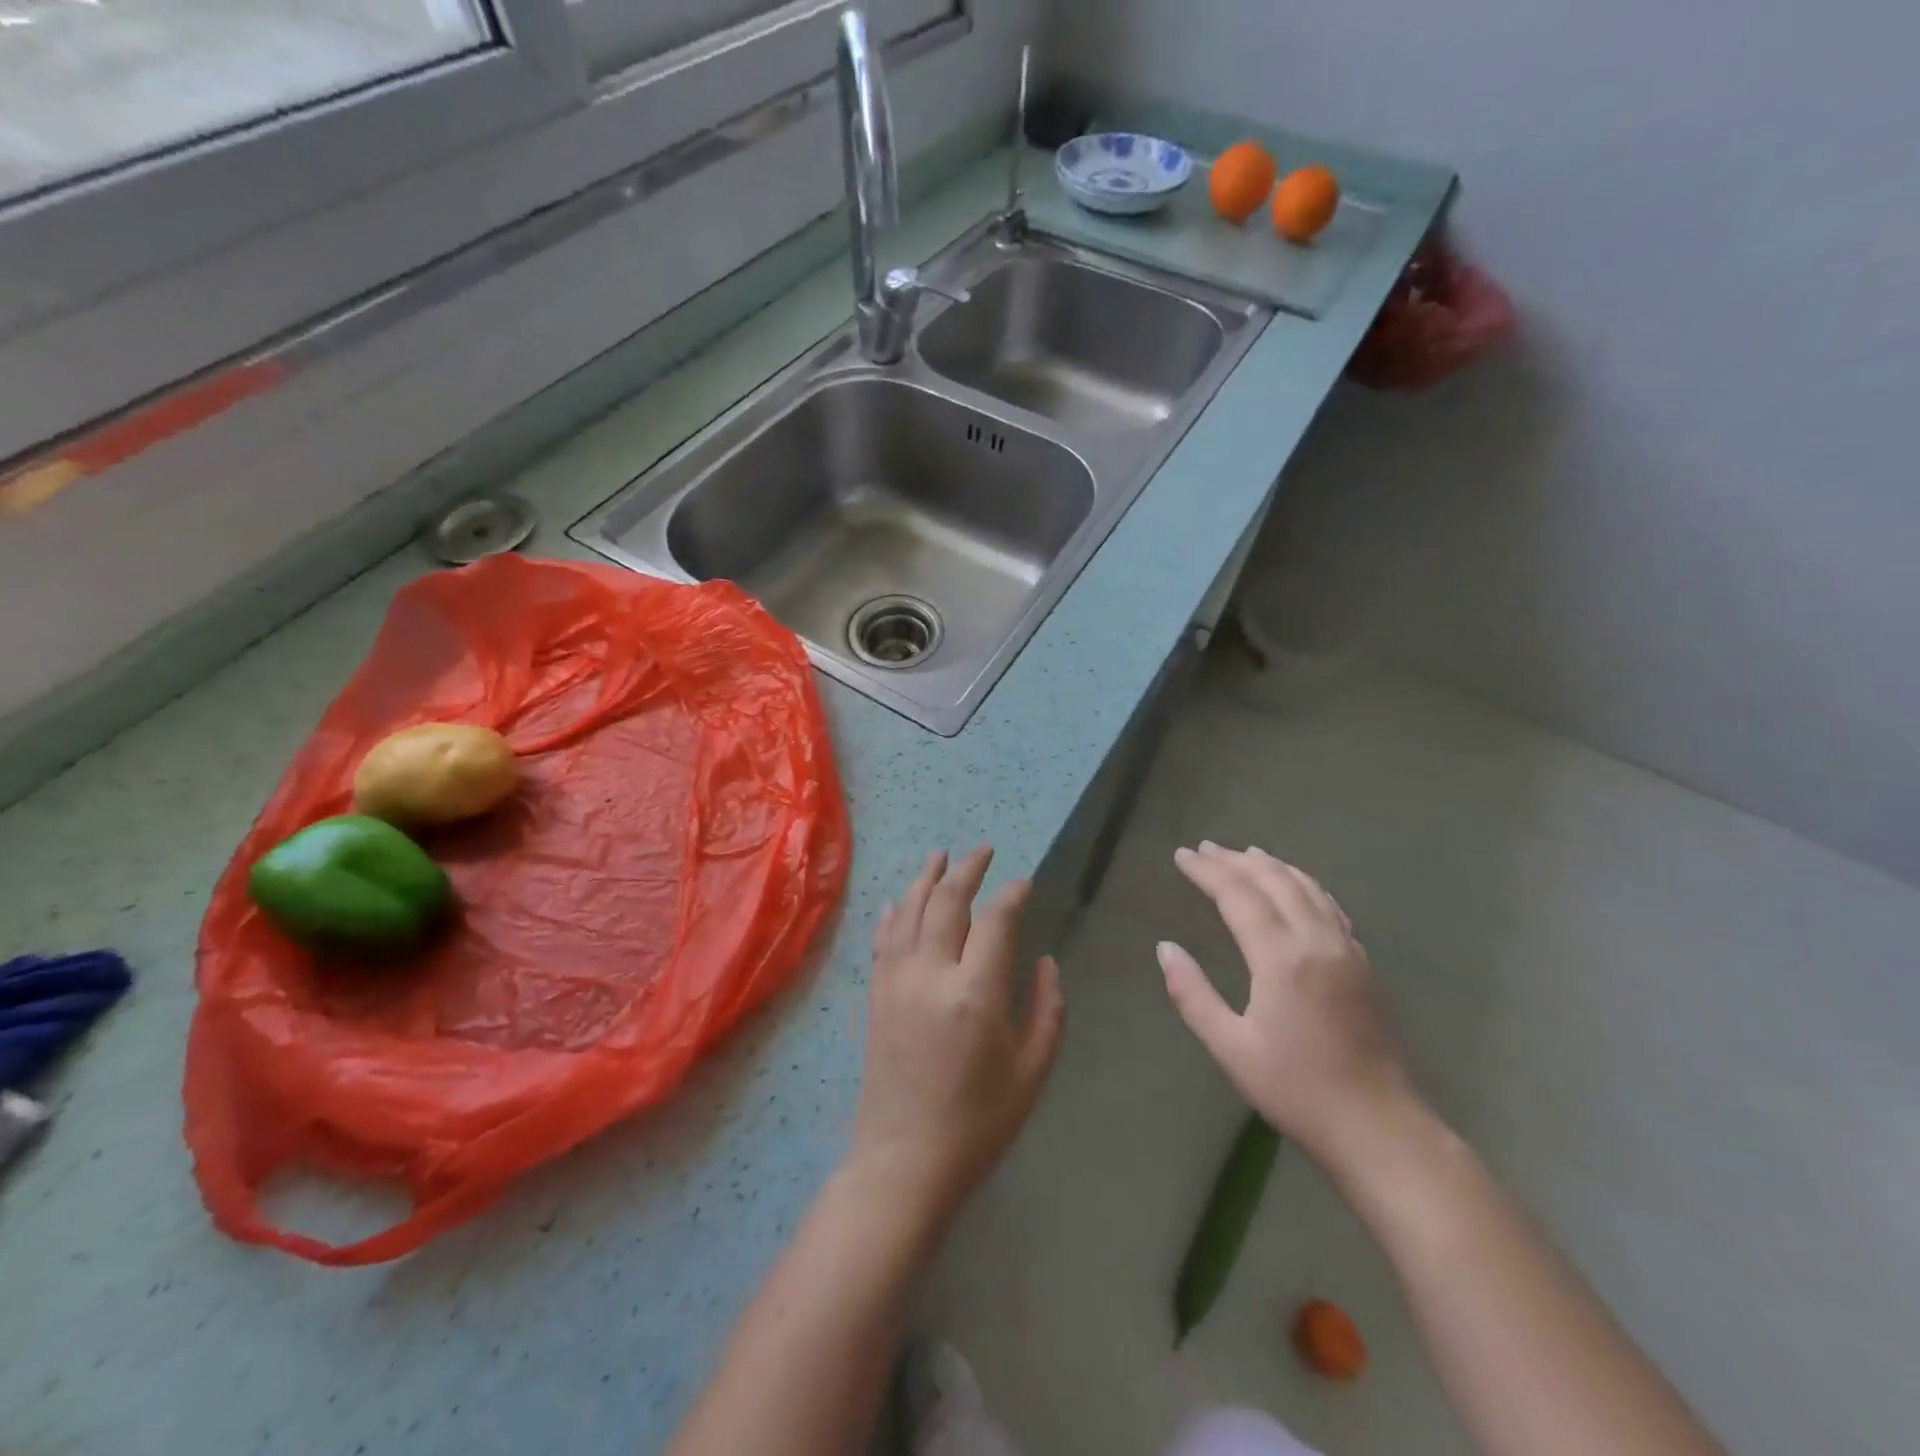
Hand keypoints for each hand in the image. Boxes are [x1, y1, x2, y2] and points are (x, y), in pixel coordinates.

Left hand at [851, 847, 1065, 1218]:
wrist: (904, 1160)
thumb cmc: (978, 1122)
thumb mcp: (1032, 1071)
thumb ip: (1047, 1008)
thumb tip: (1043, 960)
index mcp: (975, 992)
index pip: (996, 920)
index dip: (1013, 894)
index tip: (1026, 882)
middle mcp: (931, 973)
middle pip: (948, 901)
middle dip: (968, 868)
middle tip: (984, 850)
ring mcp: (897, 981)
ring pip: (910, 911)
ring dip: (926, 878)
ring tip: (940, 855)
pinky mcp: (876, 994)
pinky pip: (884, 939)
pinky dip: (894, 912)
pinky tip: (899, 900)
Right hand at [1158, 842, 1414, 1169]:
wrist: (1379, 1127)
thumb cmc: (1296, 1091)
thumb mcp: (1231, 1049)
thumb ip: (1193, 995)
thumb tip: (1166, 948)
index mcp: (1281, 959)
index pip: (1238, 896)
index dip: (1208, 871)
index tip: (1182, 855)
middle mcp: (1316, 942)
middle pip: (1274, 881)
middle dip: (1236, 860)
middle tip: (1205, 848)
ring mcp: (1346, 950)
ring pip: (1307, 888)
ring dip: (1273, 866)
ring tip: (1246, 853)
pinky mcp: (1363, 964)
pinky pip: (1330, 906)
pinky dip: (1305, 885)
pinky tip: (1297, 886)